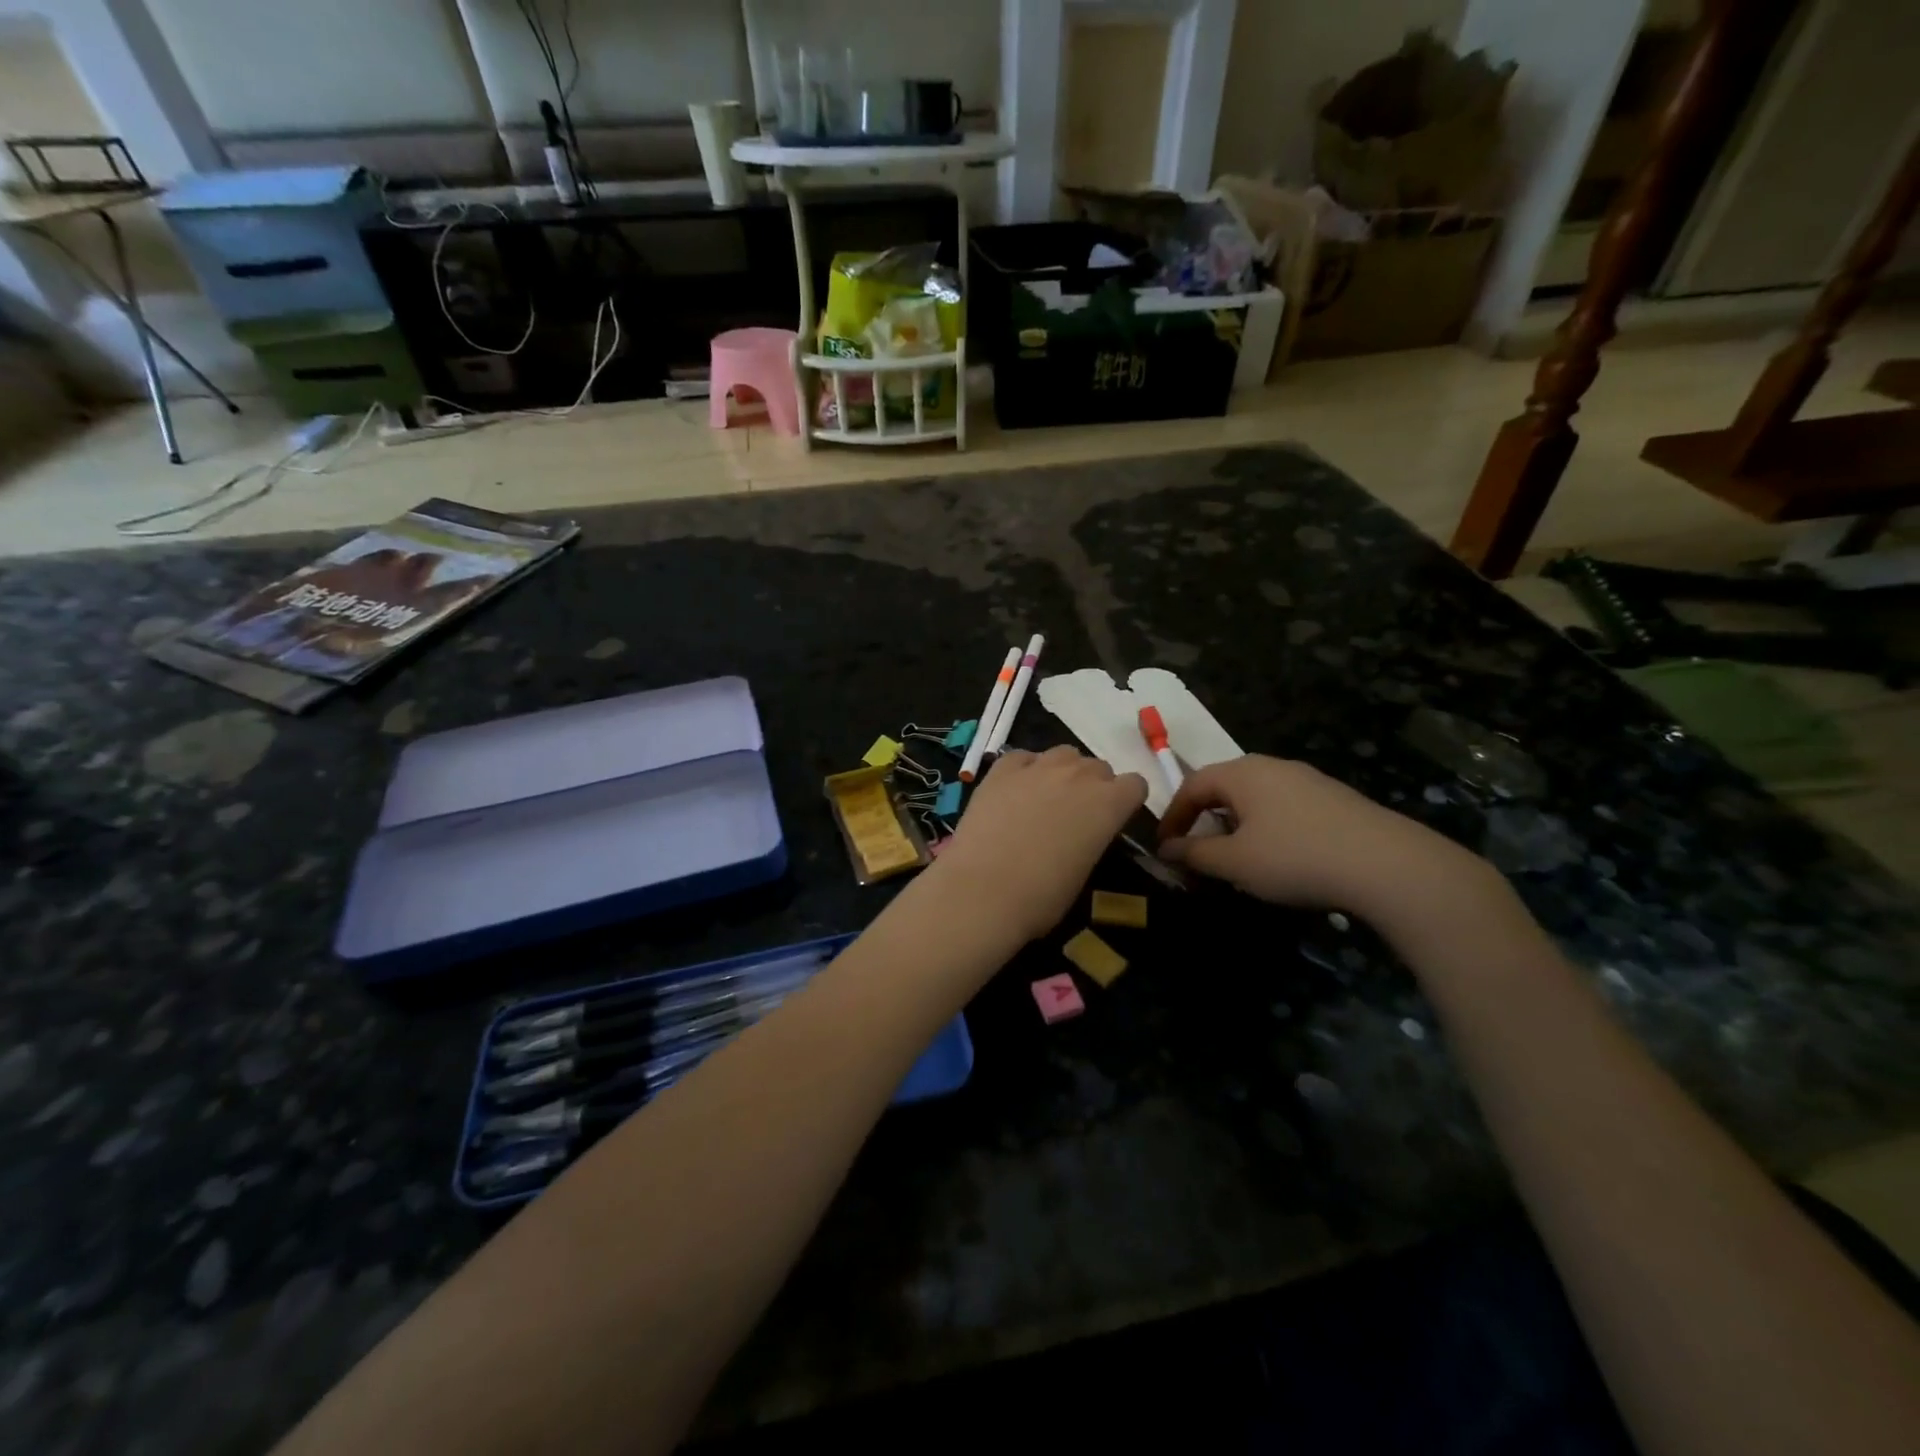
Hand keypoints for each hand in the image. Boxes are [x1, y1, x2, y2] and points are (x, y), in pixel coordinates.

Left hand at [930, 746, 1147, 942]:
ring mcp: (1038, 767)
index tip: (1112, 820)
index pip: (1135, 785)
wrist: (983, 890)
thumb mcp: (1084, 871)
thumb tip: (1080, 835)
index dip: (1126, 801)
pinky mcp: (1001, 769)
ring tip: (1045, 800)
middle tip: (1075, 816)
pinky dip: (1024, 770)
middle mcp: (1079, 775)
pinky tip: (1014, 792)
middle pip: (1098, 767)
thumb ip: (1091, 839)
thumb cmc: (1042, 897)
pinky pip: (1023, 757)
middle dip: (1093, 787)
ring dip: (1062, 772)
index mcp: (1109, 804)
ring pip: (1064, 754)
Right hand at [1158, 754, 1486, 915]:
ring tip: (1238, 860)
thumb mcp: (1235, 862)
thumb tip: (1166, 849)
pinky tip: (1281, 859)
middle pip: (1224, 788)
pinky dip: (1268, 828)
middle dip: (1205, 820)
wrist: (1387, 865)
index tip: (1165, 847)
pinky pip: (1285, 807)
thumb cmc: (1295, 857)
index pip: (1191, 785)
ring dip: (1236, 826)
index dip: (1172, 816)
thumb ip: (1194, 854)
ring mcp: (1308, 780)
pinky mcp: (1335, 799)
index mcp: (1242, 772)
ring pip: (1256, 798)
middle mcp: (1272, 766)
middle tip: (1199, 853)